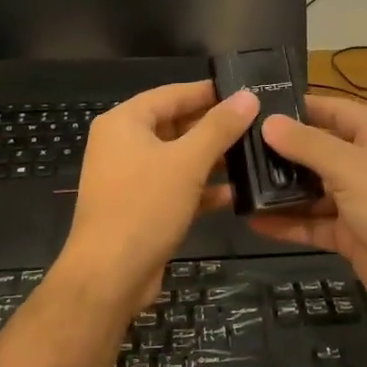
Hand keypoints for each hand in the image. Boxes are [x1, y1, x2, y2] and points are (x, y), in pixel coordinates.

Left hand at [58, 80, 258, 308]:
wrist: (110, 275)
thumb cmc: (144, 206)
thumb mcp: (187, 161)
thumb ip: (219, 127)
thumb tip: (248, 96)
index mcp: (124, 123)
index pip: (172, 94)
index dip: (208, 92)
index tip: (245, 91)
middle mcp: (122, 145)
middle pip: (175, 125)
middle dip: (214, 127)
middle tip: (257, 124)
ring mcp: (130, 178)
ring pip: (178, 158)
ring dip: (212, 159)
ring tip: (253, 155)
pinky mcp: (140, 207)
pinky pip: (175, 186)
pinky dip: (201, 188)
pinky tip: (235, 193)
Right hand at [249, 96, 366, 317]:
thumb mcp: (349, 167)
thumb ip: (307, 145)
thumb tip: (268, 122)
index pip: (334, 109)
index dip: (301, 106)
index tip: (259, 106)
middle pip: (319, 149)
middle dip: (282, 150)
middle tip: (236, 147)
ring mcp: (359, 201)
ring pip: (313, 189)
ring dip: (280, 189)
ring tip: (237, 184)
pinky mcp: (350, 234)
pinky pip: (313, 223)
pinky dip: (287, 223)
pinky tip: (253, 221)